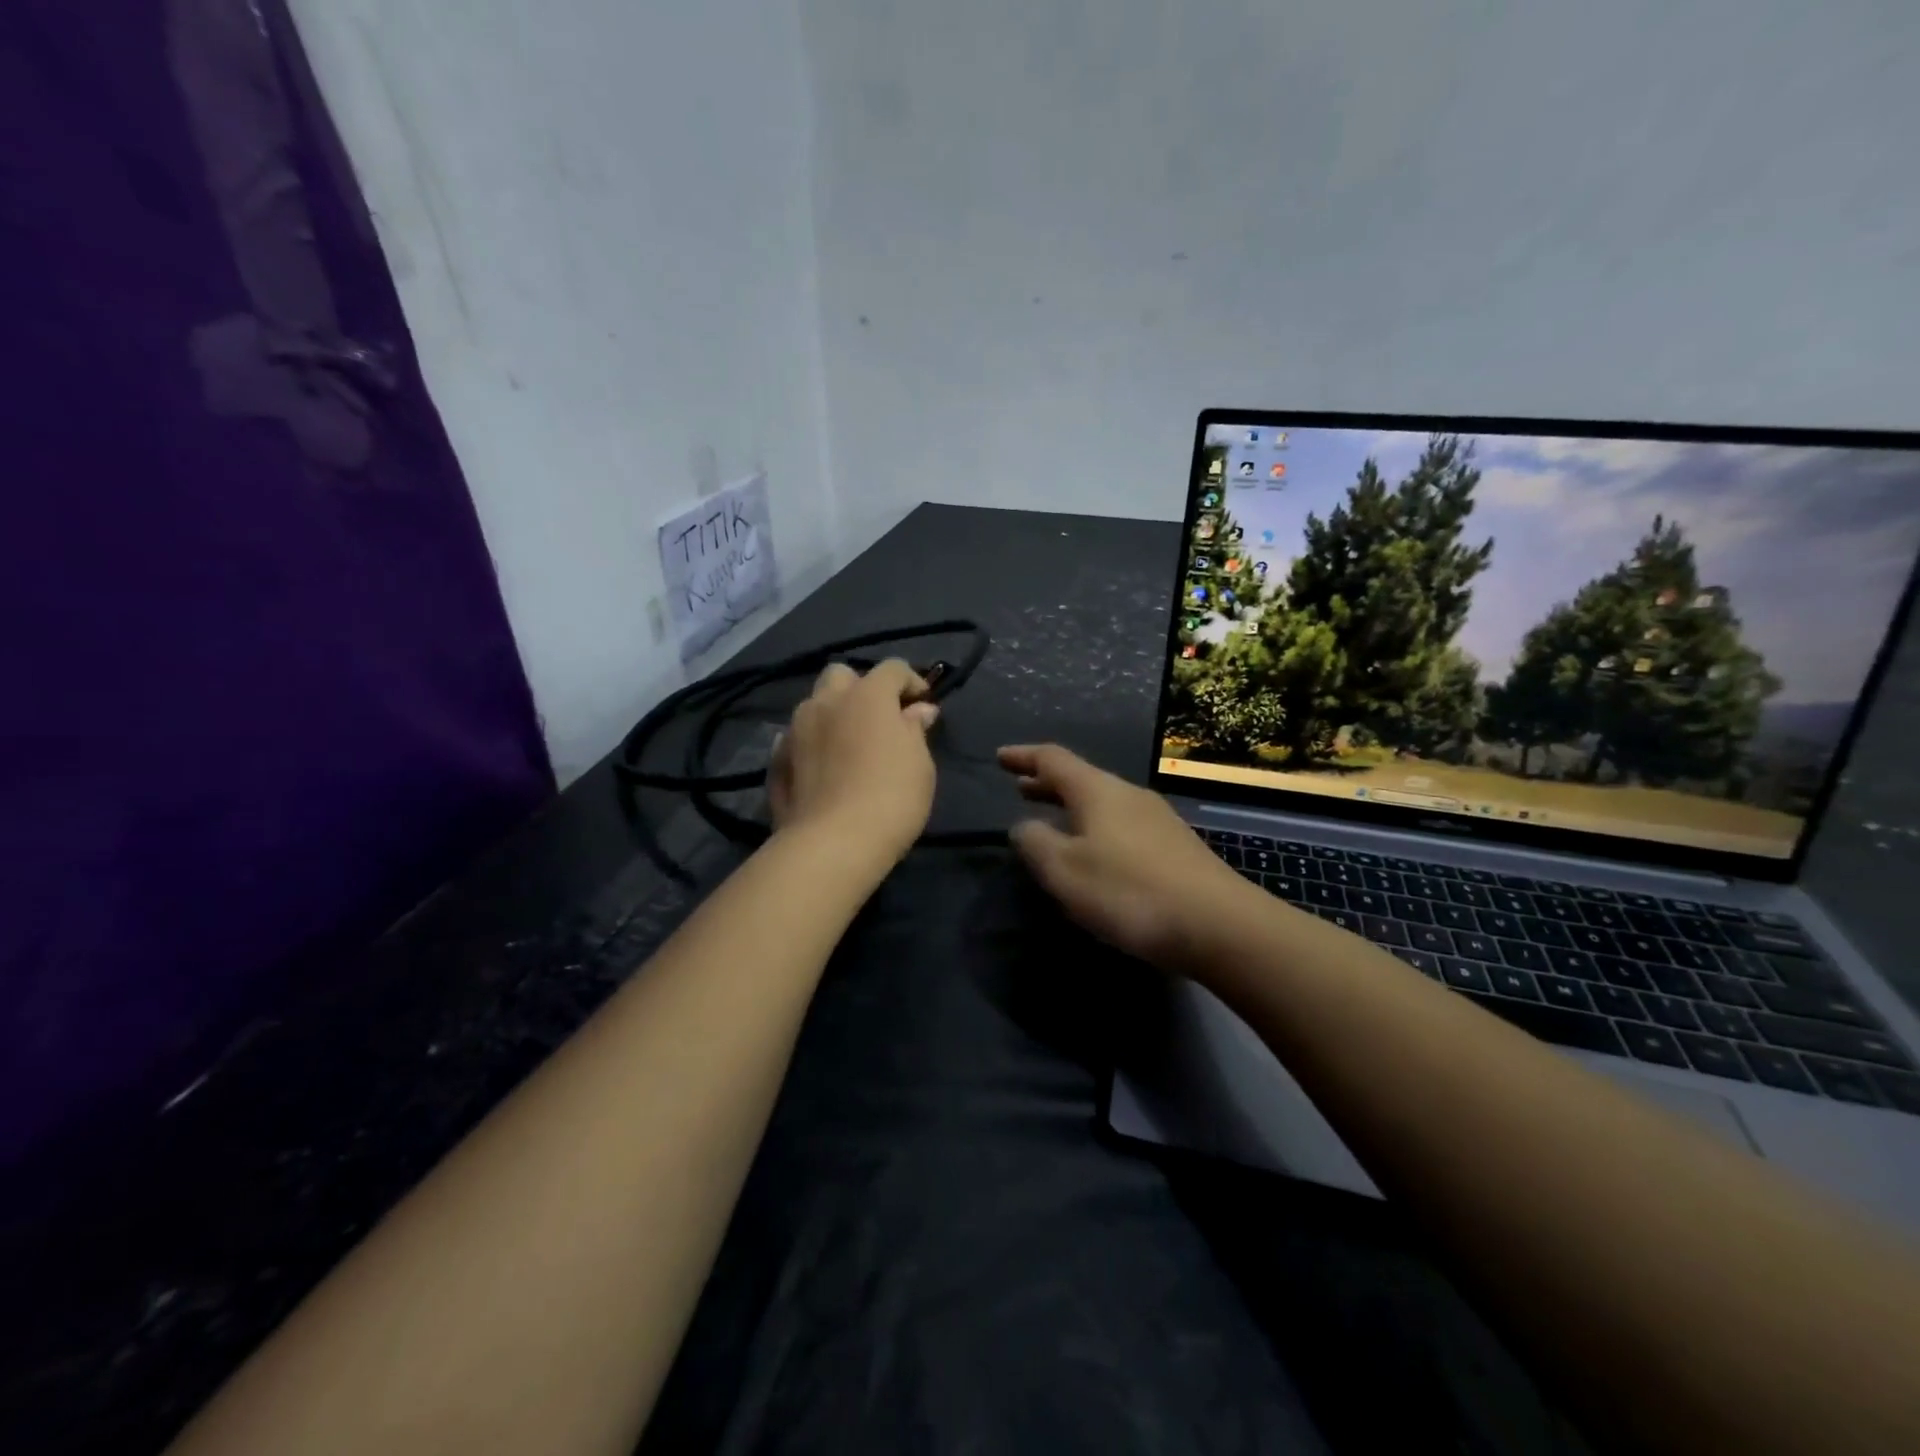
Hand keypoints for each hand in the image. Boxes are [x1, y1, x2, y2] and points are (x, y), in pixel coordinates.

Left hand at [769, 659, 939, 862]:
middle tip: (879, 718)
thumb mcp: (920, 763)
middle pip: (841, 675)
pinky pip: (796, 738)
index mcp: (866, 695)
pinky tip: (822, 766)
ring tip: (848, 744)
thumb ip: (915, 730)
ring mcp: (795, 730)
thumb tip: (918, 711)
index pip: (892, 669)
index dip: (911, 681)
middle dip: (861, 688)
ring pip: (814, 705)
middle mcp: (826, 702)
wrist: (833, 843)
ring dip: (833, 714)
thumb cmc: (891, 797)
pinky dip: (811, 744)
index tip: (923, 704)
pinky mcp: (776, 760)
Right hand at [997, 744, 1255, 968]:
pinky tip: (1094, 854)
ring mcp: (1157, 820)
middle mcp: (1129, 795)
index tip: (1000, 757)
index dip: (1023, 757)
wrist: (1220, 925)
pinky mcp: (1175, 848)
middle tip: (1020, 788)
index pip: (1053, 759)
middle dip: (1047, 783)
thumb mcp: (1065, 871)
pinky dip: (1095, 827)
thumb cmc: (1130, 892)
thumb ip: (1035, 843)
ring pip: (1103, 803)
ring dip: (1072, 807)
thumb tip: (1024, 826)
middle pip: (1081, 779)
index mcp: (1098, 791)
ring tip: (1052, 821)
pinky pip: (1121, 824)